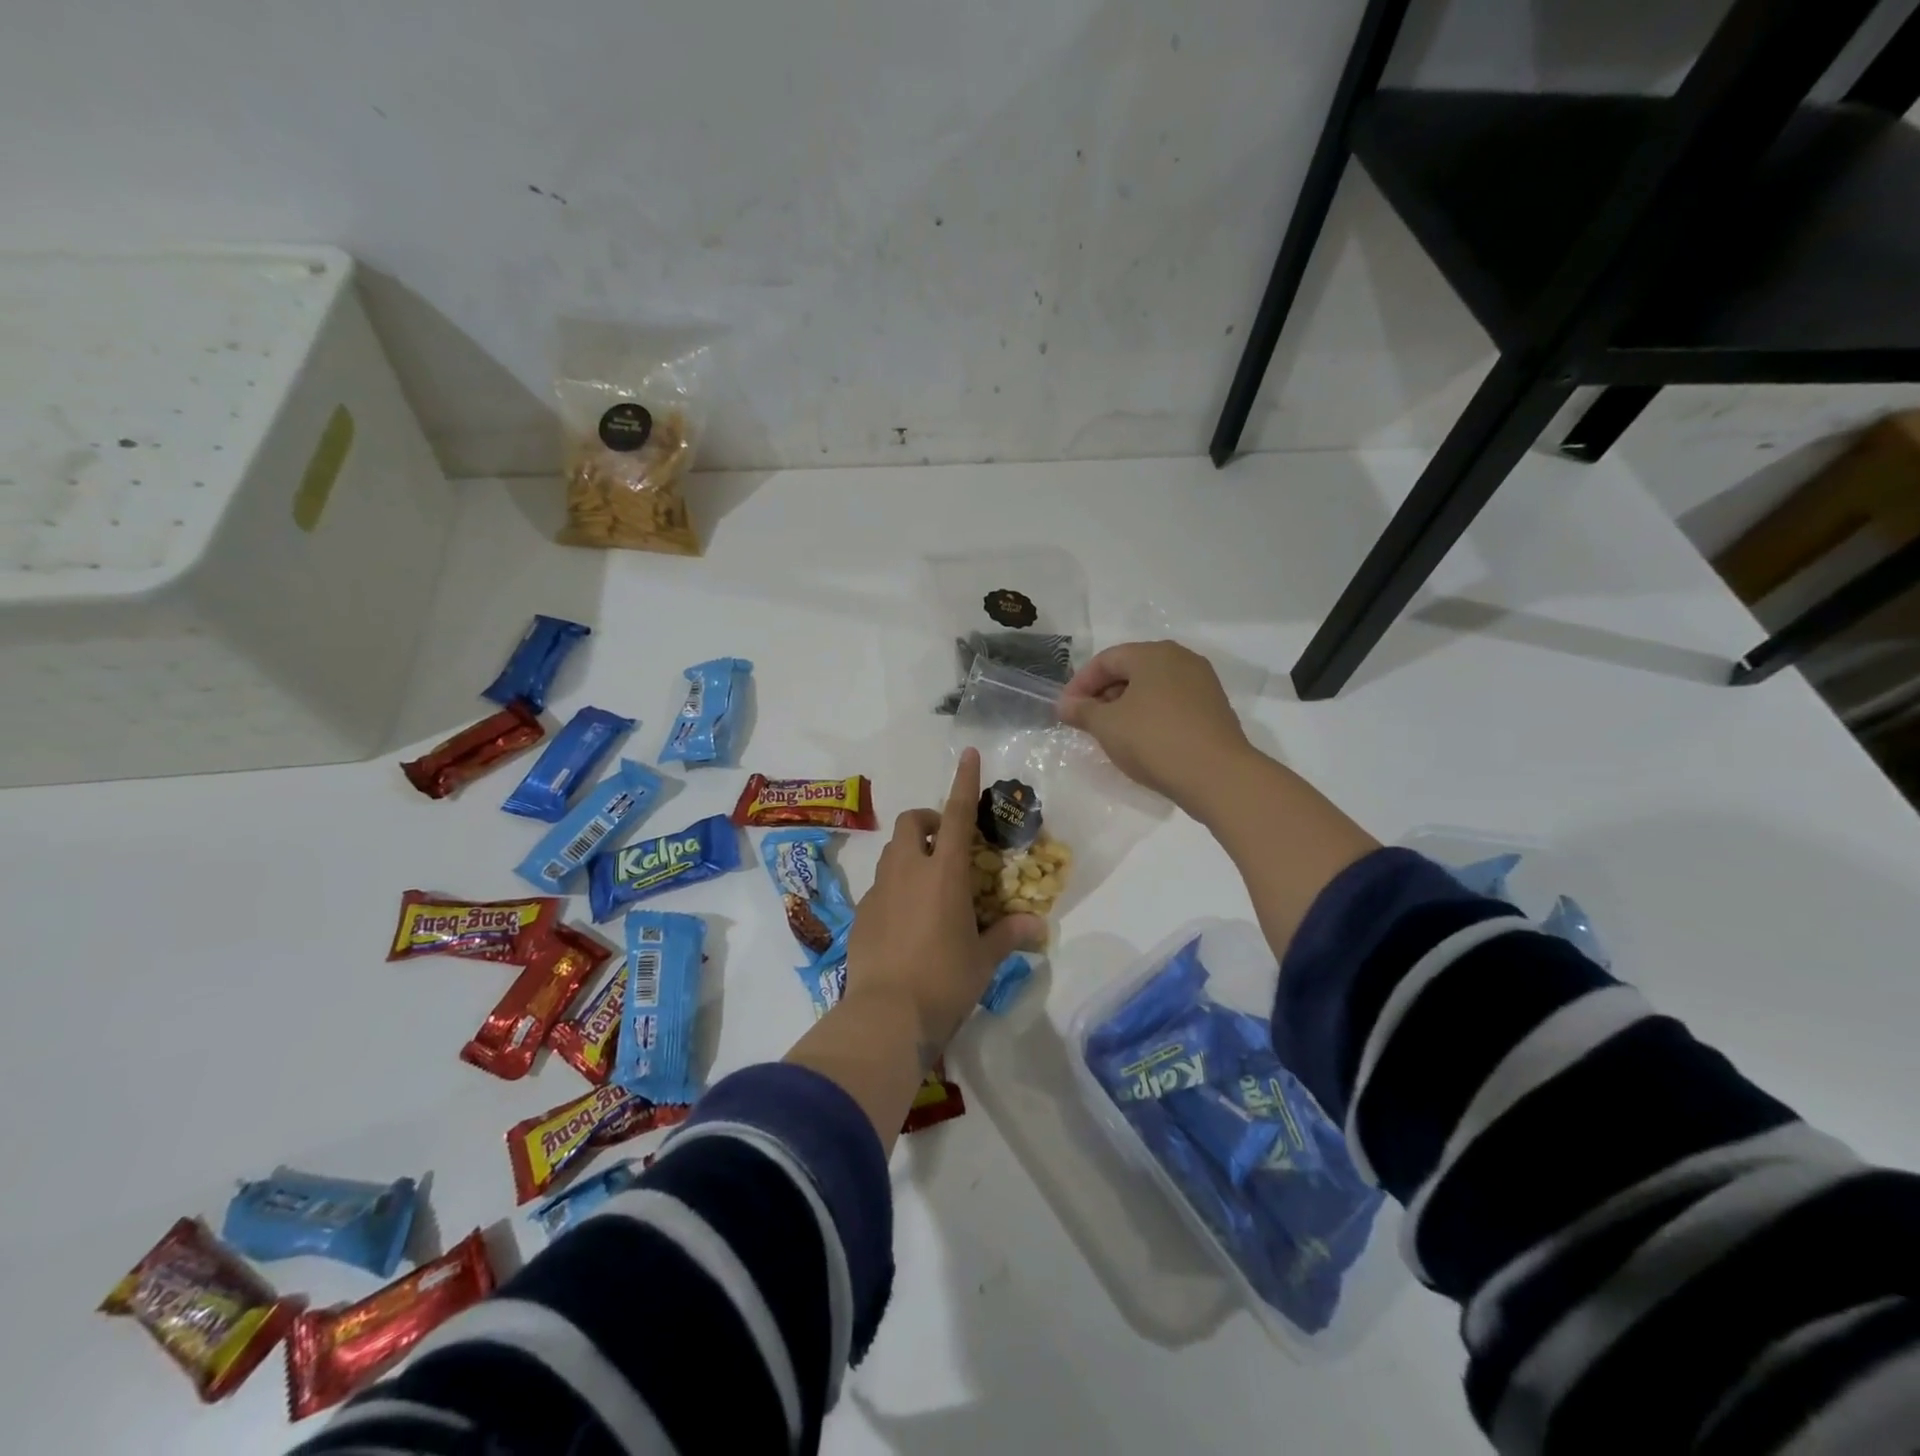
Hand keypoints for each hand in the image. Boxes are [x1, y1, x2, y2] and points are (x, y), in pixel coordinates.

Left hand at [845, 748, 1044, 1055]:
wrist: (886, 1014)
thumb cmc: (944, 980)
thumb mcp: (983, 959)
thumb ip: (1008, 935)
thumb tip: (1037, 926)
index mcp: (944, 873)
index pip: (958, 815)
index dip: (964, 782)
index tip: (968, 754)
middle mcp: (908, 871)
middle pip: (912, 823)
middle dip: (929, 822)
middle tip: (948, 846)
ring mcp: (879, 890)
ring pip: (893, 852)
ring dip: (912, 853)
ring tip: (931, 884)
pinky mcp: (861, 912)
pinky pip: (880, 885)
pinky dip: (896, 887)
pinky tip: (908, 920)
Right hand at [1058, 640, 1255, 817]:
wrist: (1217, 775)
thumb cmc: (1153, 740)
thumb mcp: (1107, 726)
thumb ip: (1082, 711)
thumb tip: (1065, 705)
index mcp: (1153, 654)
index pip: (1106, 659)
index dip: (1080, 683)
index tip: (1066, 710)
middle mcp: (1181, 659)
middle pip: (1131, 669)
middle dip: (1104, 694)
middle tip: (1087, 722)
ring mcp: (1202, 683)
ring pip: (1153, 687)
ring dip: (1127, 706)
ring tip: (1112, 734)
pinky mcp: (1214, 708)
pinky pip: (1172, 704)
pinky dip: (1151, 715)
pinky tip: (1142, 741)